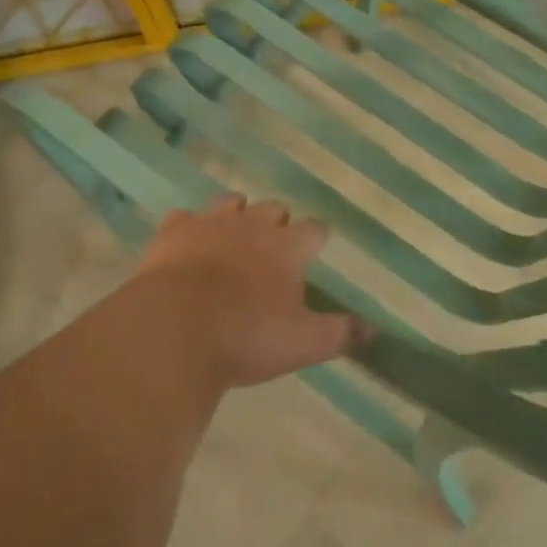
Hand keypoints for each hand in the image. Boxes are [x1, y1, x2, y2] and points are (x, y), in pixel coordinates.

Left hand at [130, 195, 363, 387]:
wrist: (174, 330)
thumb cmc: (247, 336)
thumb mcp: (304, 343)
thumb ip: (340, 332)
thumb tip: (374, 329)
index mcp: (287, 248)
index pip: (314, 230)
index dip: (318, 236)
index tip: (319, 244)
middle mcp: (252, 225)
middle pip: (273, 208)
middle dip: (277, 222)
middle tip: (274, 245)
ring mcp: (209, 223)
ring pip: (230, 203)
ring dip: (236, 215)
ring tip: (234, 235)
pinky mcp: (172, 232)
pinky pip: (183, 217)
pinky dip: (188, 228)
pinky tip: (186, 243)